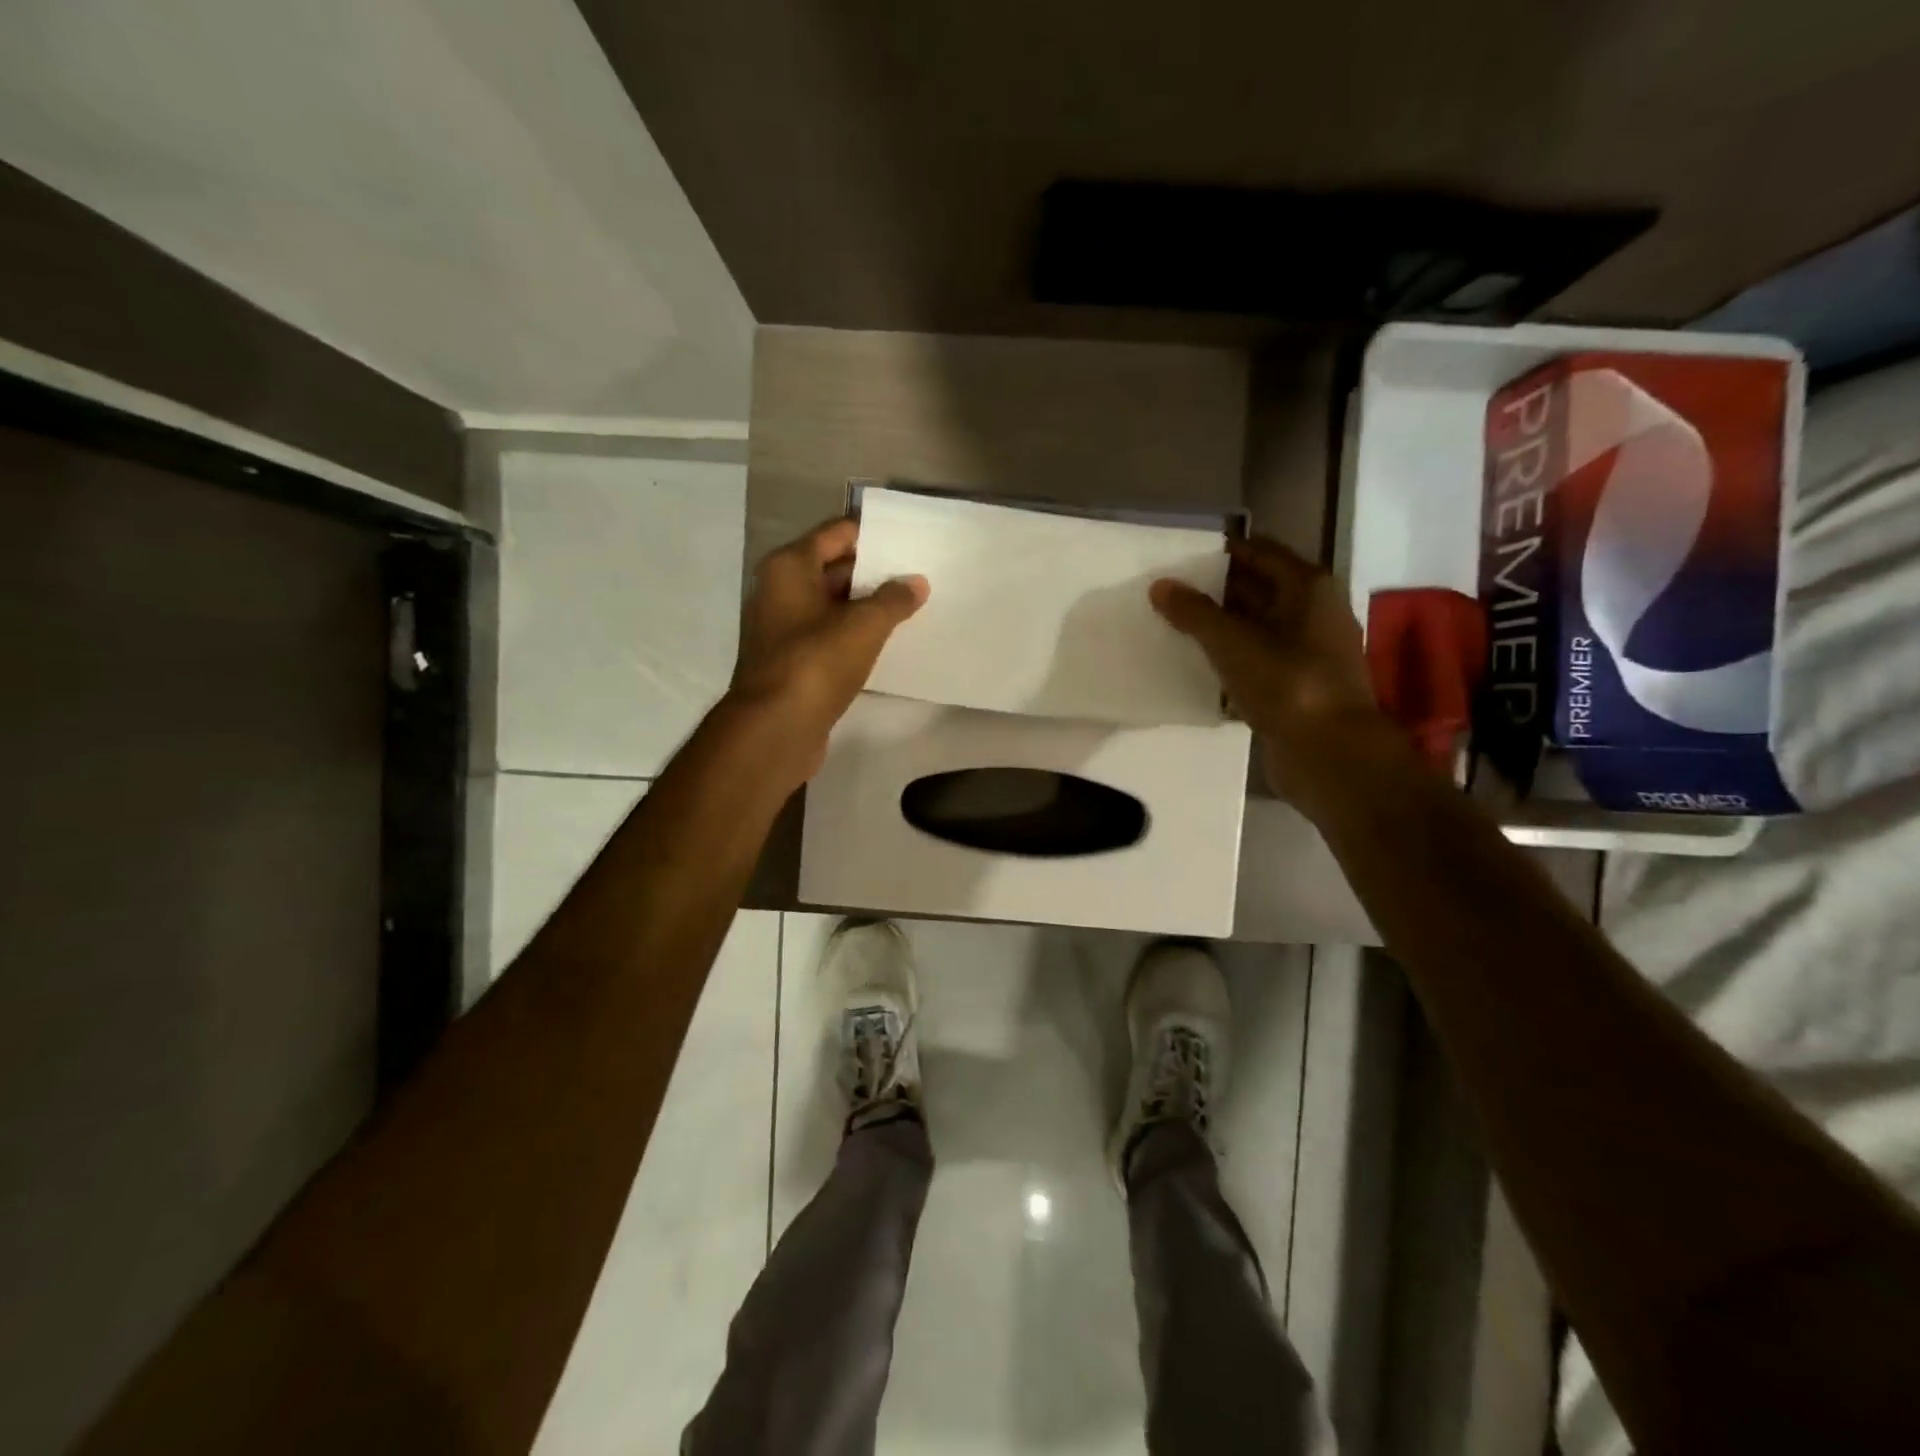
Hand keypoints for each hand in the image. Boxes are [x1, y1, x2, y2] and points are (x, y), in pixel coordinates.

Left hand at [726, 517, 928, 782]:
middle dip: (873, 571)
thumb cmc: (816, 663)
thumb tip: (915, 582)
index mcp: (789, 567)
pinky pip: (828, 635)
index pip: (836, 533)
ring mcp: (782, 628)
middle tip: (917, 573)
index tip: (909, 538)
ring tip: (911, 605)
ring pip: (832, 604)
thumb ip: (893, 599)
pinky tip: (886, 641)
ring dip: (866, 605)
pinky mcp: (791, 661)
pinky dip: (854, 634)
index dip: (872, 534)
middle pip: (833, 568)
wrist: (775, 729)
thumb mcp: (864, 626)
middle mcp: (780, 590)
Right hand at [1150, 534, 1385, 800]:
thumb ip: (1195, 613)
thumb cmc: (1287, 684)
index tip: (1183, 557)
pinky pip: (1257, 662)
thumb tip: (1160, 585)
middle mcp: (1314, 613)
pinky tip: (1199, 666)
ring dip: (1222, 628)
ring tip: (1176, 626)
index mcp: (1308, 589)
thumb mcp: (1233, 643)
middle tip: (1171, 592)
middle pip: (1260, 589)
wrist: (1329, 754)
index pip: (1261, 553)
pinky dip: (1231, 660)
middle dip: (1218, 590)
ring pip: (1256, 628)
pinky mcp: (1297, 687)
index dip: (1224, 552)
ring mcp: (1308, 653)